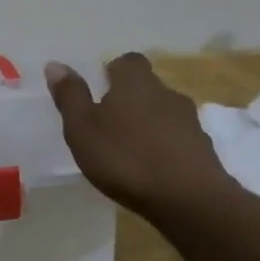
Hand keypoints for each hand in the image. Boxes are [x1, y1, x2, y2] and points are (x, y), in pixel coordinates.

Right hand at [46, 53, 234, 222]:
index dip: (115, 71)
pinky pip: (179, 140)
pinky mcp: (204, 150)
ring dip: (149, 126)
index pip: (128, 61)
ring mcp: (190, 122)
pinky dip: (165, 148)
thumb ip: (70, 96)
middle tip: (109, 124)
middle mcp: (166, 94)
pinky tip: (152, 170)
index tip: (101, 89)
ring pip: (164, 114)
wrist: (189, 199)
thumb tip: (55, 64)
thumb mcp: (83, 128)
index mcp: (135, 83)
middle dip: (130, 101)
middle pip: (147, 88)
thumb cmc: (126, 158)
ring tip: (129, 151)